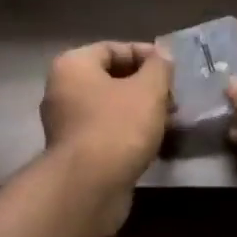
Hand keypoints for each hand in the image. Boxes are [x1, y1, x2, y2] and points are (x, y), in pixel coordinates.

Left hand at [39, 42, 172, 234]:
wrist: (88, 187)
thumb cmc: (117, 127)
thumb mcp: (148, 90)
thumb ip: (159, 67)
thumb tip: (162, 54)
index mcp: (72, 66)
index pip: (112, 48)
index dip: (145, 55)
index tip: (172, 69)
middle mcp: (62, 91)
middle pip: (110, 78)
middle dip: (145, 86)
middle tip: (174, 98)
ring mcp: (66, 124)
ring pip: (110, 107)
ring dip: (140, 111)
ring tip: (170, 120)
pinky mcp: (75, 153)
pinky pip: (106, 132)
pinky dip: (129, 132)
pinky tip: (153, 142)